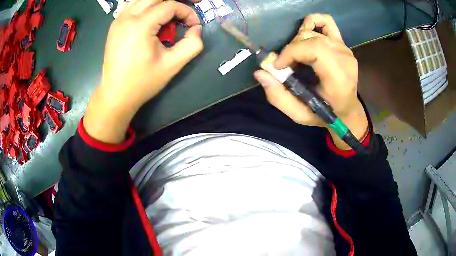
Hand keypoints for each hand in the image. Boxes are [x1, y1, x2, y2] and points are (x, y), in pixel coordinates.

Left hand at [84, 0, 203, 143]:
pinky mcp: (115, 25)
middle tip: (188, 7)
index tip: (193, 25)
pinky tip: (152, 14)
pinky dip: (146, 5)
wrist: (116, 94)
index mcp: (141, 25)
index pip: (170, 5)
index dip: (187, 12)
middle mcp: (128, 17)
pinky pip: (132, 5)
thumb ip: (192, 44)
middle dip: (176, 0)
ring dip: (160, 2)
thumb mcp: (172, 65)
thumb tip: (196, 29)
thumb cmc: (142, 82)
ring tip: (171, 13)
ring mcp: (119, 20)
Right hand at [254, 14, 367, 149]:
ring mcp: (344, 48)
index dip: (291, 52)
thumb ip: (279, 97)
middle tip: (287, 65)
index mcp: (338, 77)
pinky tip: (306, 34)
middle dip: (291, 49)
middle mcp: (343, 58)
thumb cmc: (325, 114)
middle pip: (310, 38)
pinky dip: (312, 23)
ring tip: (297, 55)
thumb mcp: (300, 114)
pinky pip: (326, 22)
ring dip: (298, 40)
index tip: (278, 66)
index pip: (314, 49)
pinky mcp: (342, 43)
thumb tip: (260, 72)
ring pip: (313, 30)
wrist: (347, 110)